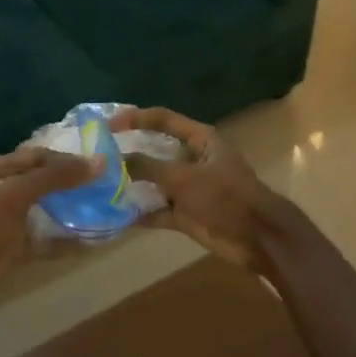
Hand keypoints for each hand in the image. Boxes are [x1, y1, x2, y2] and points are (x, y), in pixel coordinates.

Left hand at [0, 148, 100, 317]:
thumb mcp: (16, 195)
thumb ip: (56, 177)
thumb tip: (100, 162)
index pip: (38, 155)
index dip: (66, 157)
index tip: (98, 164)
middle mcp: (2, 190)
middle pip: (43, 180)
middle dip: (71, 182)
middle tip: (106, 184)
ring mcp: (8, 219)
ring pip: (46, 207)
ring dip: (70, 207)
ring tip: (103, 206)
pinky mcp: (14, 246)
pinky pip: (45, 236)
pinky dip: (64, 237)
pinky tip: (89, 238)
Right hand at [110, 108, 287, 269]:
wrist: (258, 238)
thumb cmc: (225, 196)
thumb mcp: (185, 178)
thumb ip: (149, 167)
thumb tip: (117, 159)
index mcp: (199, 140)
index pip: (163, 119)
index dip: (135, 118)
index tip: (107, 125)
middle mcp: (192, 160)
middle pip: (154, 151)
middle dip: (128, 154)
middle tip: (97, 157)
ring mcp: (189, 188)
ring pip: (153, 182)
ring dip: (131, 186)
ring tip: (99, 186)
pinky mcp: (186, 214)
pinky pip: (157, 210)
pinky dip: (140, 213)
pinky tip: (115, 216)